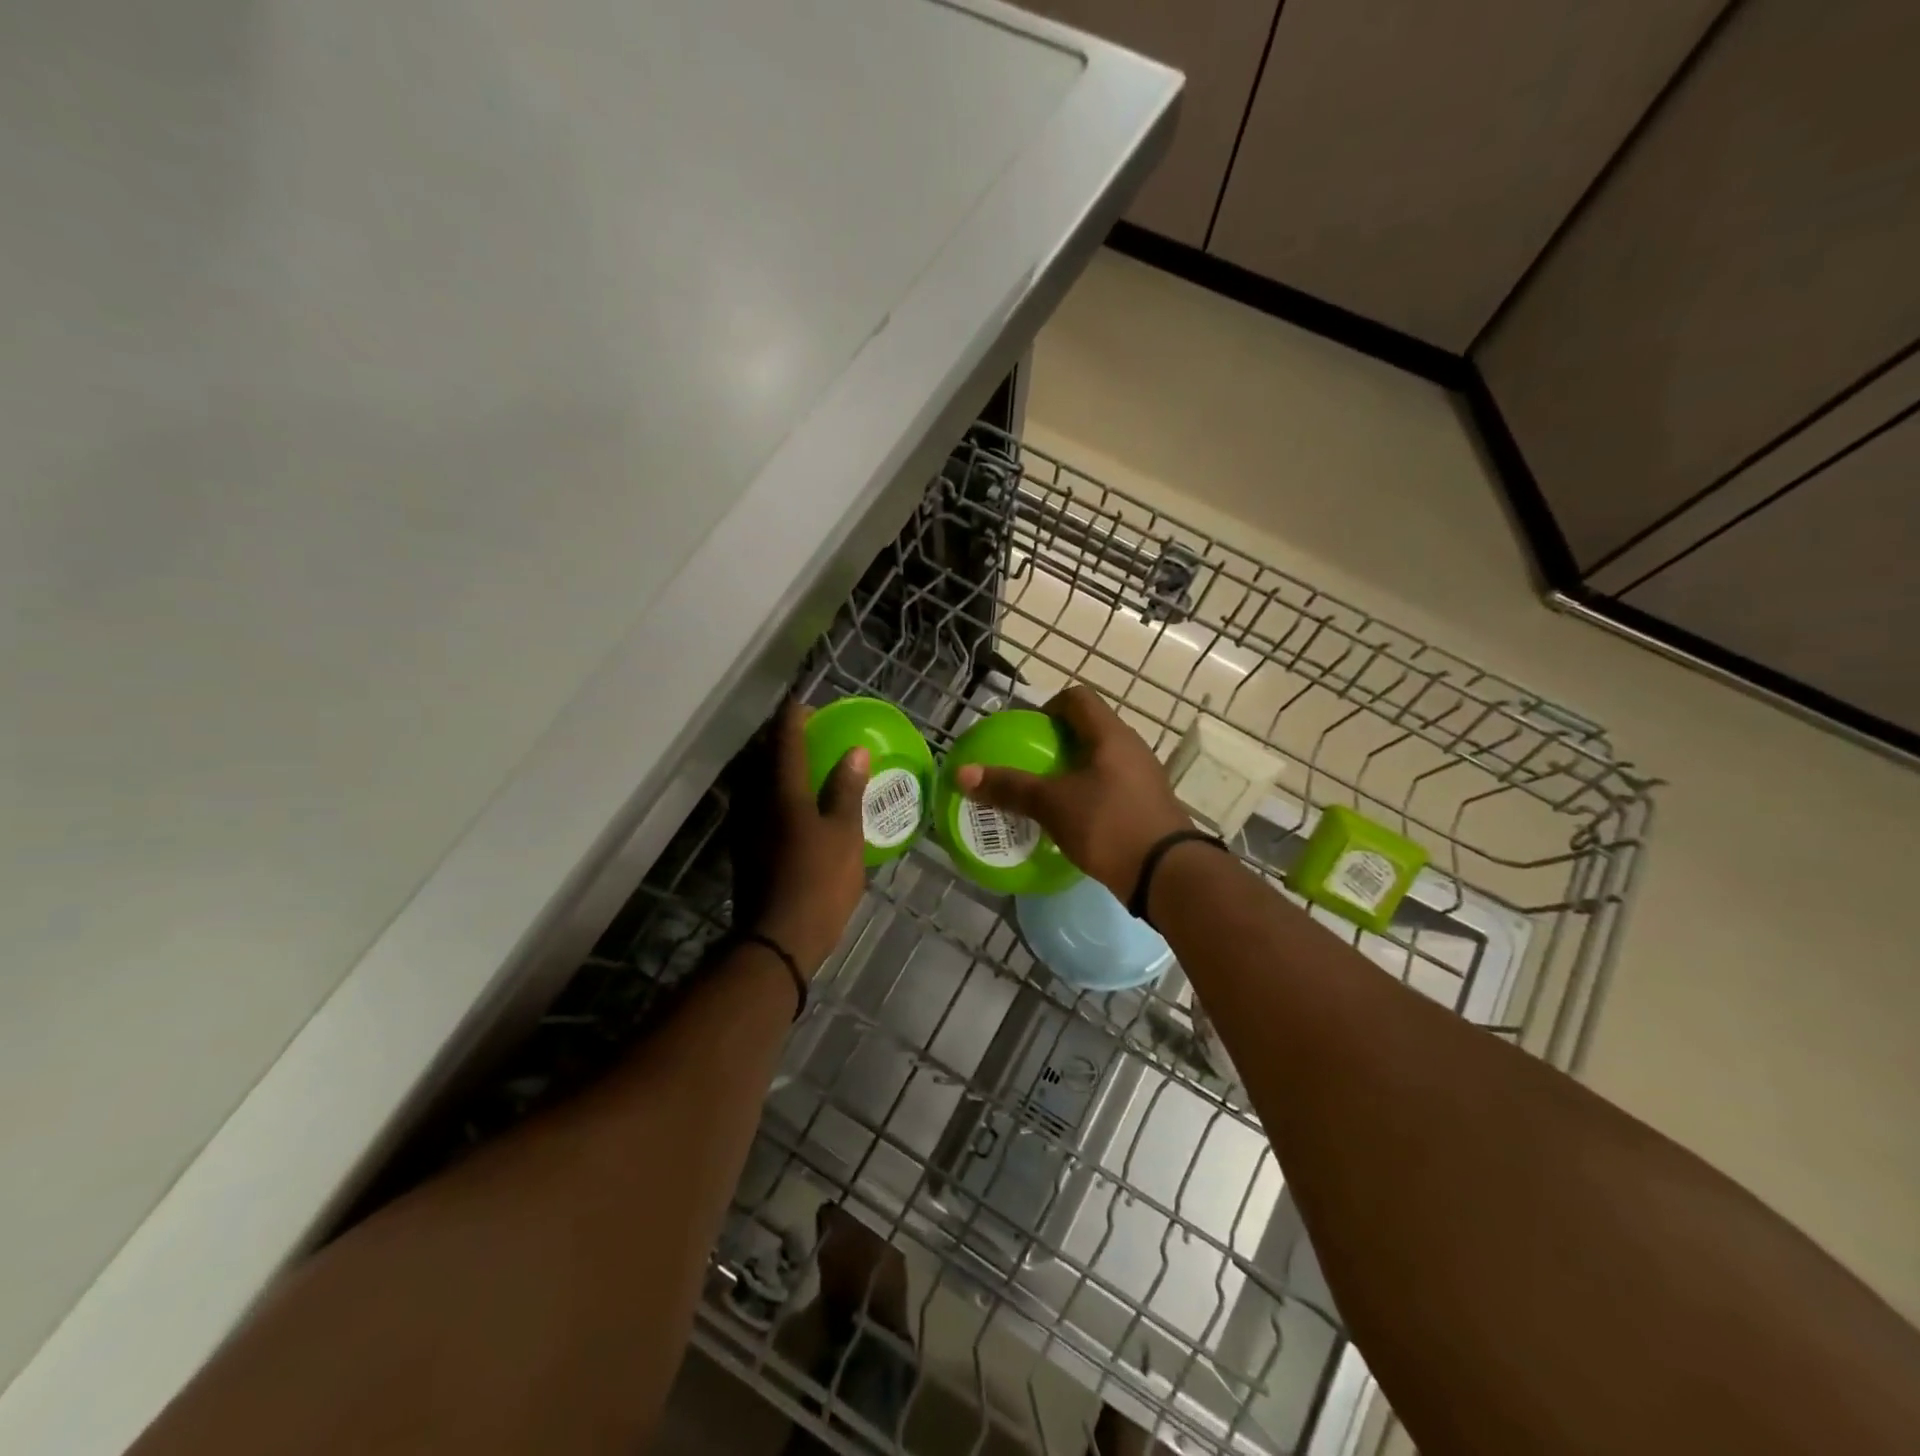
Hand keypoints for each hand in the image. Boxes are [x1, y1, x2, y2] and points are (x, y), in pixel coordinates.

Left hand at [729, 700, 870, 976]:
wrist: (777, 941)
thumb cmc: (819, 882)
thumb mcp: (845, 835)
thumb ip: (847, 791)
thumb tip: (855, 752)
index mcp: (782, 793)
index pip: (785, 742)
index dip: (793, 719)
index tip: (803, 703)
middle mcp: (755, 803)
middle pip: (760, 758)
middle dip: (777, 739)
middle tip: (801, 732)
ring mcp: (745, 828)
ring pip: (753, 783)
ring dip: (770, 766)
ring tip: (794, 763)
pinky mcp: (743, 850)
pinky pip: (754, 805)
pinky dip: (769, 793)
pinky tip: (787, 805)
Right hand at [955, 685, 1190, 899]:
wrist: (1166, 874)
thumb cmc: (1109, 825)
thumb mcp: (1052, 805)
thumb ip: (1009, 787)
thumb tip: (962, 773)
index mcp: (1111, 735)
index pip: (1078, 698)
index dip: (1049, 706)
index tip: (1027, 732)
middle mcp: (1131, 748)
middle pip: (1088, 729)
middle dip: (1055, 743)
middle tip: (1028, 764)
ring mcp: (1142, 778)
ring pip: (1100, 761)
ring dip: (1071, 771)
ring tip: (1044, 794)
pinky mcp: (1145, 806)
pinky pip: (1110, 787)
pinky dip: (1087, 795)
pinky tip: (1070, 820)